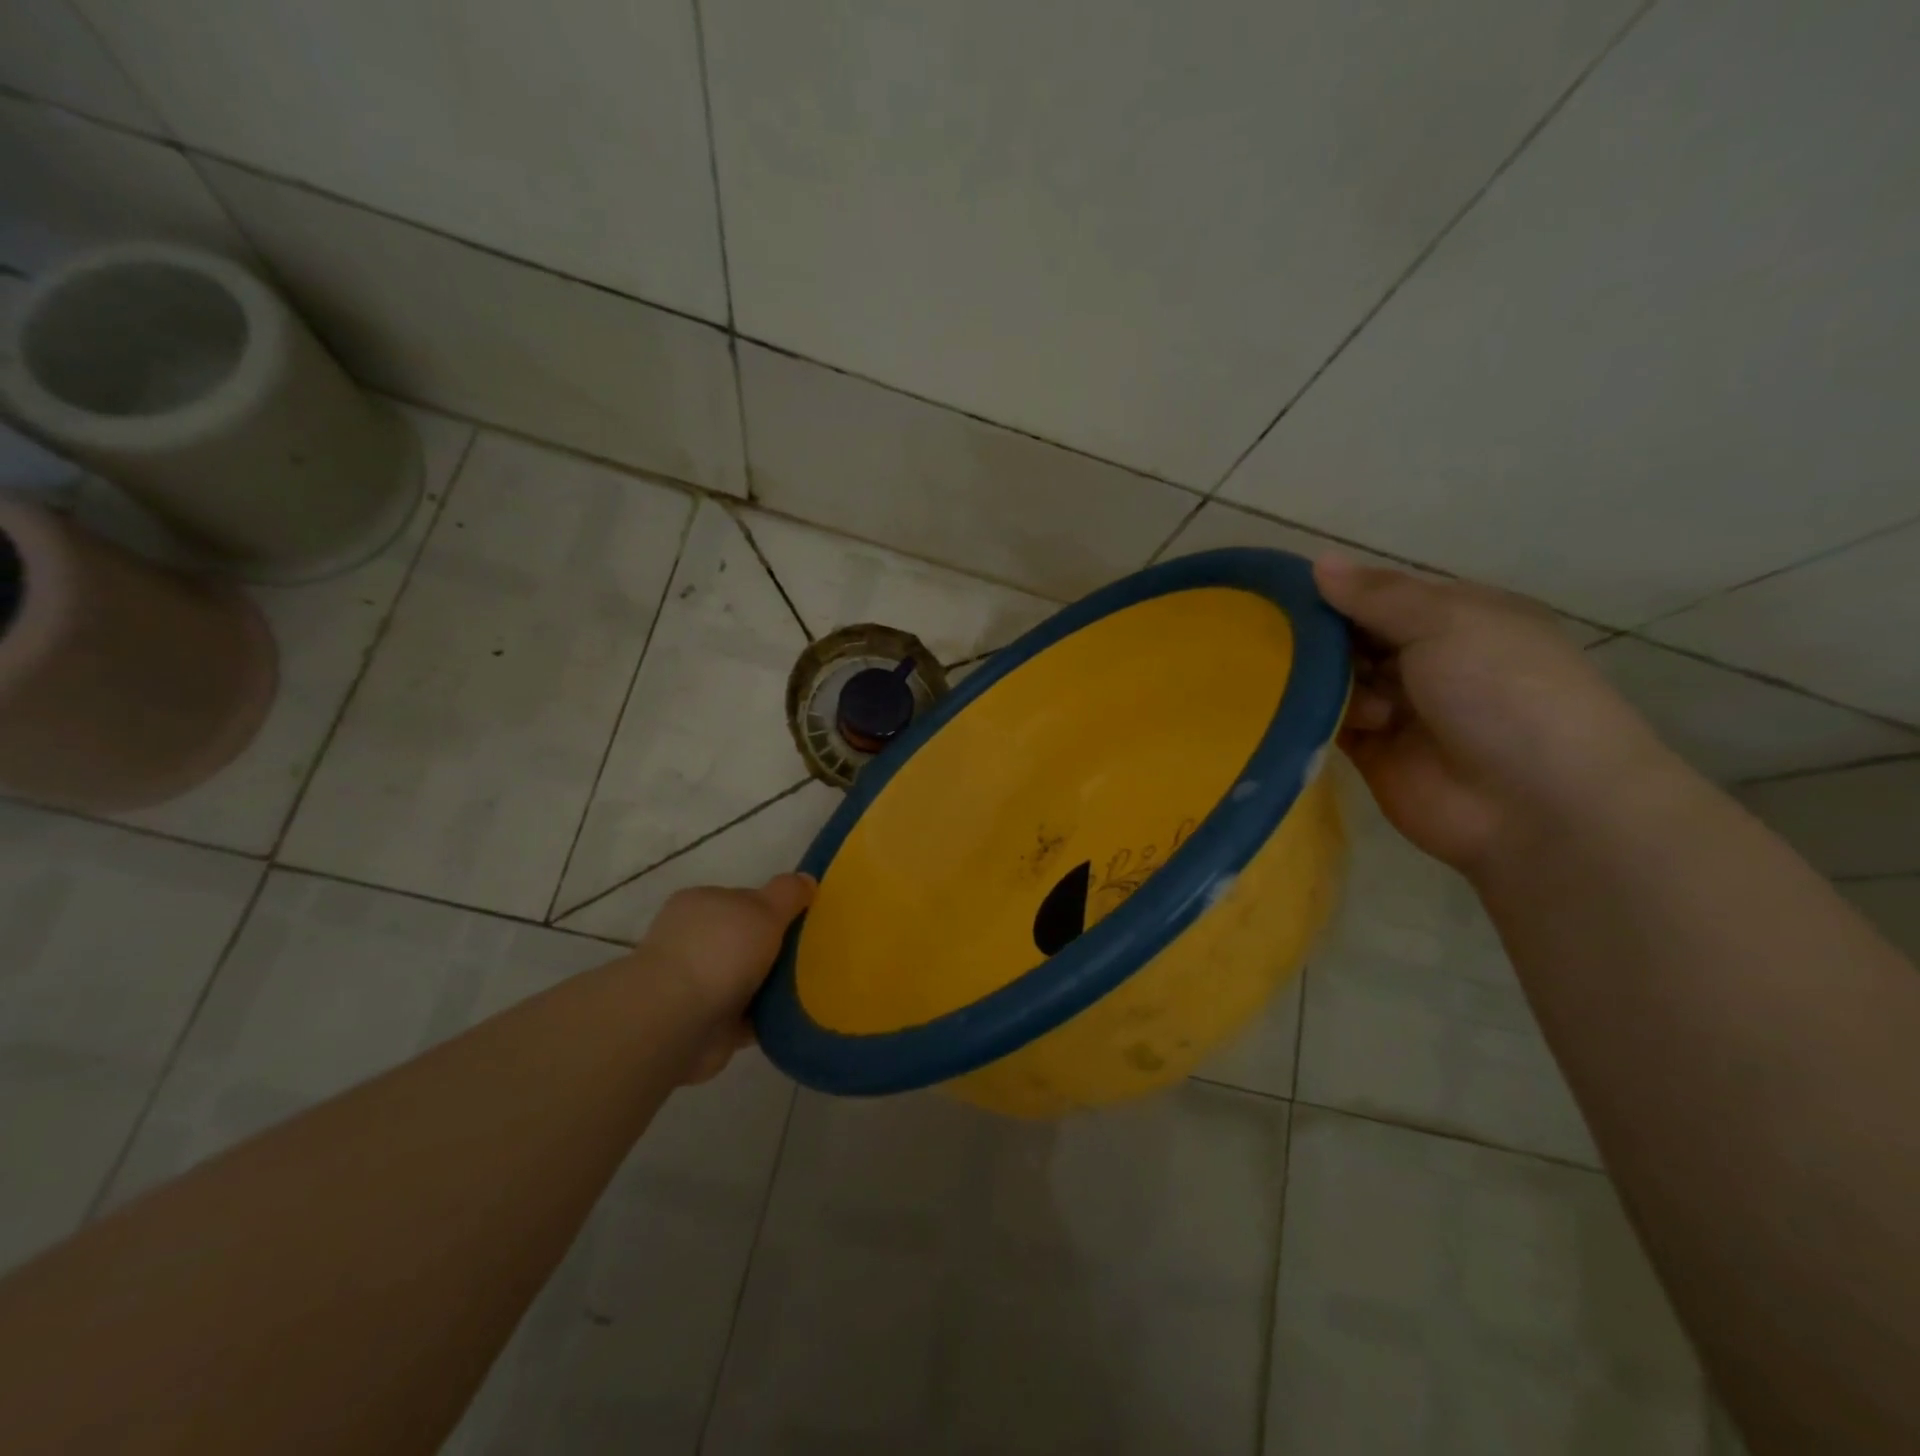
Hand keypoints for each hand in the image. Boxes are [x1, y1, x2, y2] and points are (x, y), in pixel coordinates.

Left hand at [639, 873, 815, 1082]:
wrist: (676, 1023)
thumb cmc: (720, 952)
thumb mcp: (764, 908)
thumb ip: (788, 892)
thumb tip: (807, 880)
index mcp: (700, 905)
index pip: (743, 900)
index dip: (775, 909)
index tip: (804, 922)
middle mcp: (692, 940)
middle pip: (745, 940)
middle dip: (774, 950)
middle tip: (813, 956)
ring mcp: (693, 983)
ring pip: (745, 979)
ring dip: (770, 986)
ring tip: (811, 989)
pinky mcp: (701, 1023)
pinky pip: (744, 1016)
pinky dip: (763, 1017)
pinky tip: (792, 1016)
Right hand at [1314, 555, 1667, 874]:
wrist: (1536, 804)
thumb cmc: (1503, 692)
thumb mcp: (1447, 622)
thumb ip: (1376, 595)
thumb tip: (1319, 561)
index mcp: (1458, 619)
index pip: (1382, 596)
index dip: (1339, 593)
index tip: (1286, 593)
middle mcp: (1428, 659)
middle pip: (1354, 637)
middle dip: (1323, 637)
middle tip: (1283, 639)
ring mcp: (1399, 708)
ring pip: (1337, 679)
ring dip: (1326, 679)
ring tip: (1332, 690)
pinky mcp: (1372, 752)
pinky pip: (1329, 722)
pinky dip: (1316, 715)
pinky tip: (1317, 714)